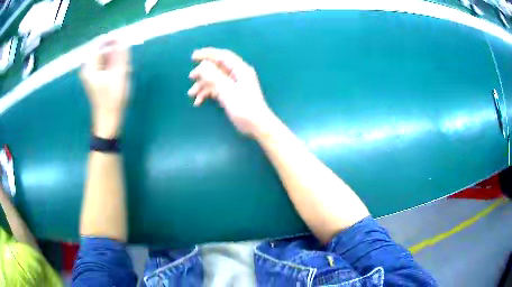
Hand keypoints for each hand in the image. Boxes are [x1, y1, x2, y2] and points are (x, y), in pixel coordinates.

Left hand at [80, 39, 130, 138]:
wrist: (108, 119)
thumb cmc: (113, 98)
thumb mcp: (119, 74)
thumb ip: (121, 54)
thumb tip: (122, 39)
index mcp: (90, 66)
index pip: (100, 43)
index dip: (112, 39)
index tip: (124, 38)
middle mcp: (88, 67)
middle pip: (102, 50)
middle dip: (115, 51)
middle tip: (125, 60)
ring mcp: (91, 73)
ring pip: (105, 57)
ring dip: (115, 58)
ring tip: (124, 68)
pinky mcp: (95, 77)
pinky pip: (105, 64)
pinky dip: (113, 64)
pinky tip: (119, 72)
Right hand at [188, 48, 275, 136]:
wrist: (256, 126)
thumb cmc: (244, 107)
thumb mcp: (227, 91)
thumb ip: (214, 77)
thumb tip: (203, 64)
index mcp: (240, 70)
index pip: (222, 56)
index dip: (208, 54)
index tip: (193, 56)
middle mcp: (237, 74)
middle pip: (217, 68)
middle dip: (203, 72)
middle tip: (191, 77)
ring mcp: (234, 85)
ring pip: (215, 80)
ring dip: (202, 85)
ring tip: (191, 94)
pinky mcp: (231, 94)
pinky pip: (216, 89)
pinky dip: (207, 94)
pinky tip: (198, 101)